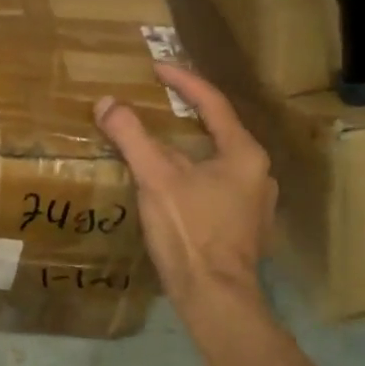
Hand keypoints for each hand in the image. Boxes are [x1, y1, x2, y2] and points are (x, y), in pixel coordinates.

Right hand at [94, 64, 276, 309]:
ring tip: (159, 138)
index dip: (183, 81)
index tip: (156, 67)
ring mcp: (255, 201)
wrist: (215, 298)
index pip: (212, 102)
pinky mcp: (244, 225)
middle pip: (218, 129)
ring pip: (217, 159)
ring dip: (189, 144)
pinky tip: (172, 180)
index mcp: (243, 154)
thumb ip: (131, 136)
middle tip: (157, 99)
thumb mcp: (155, 178)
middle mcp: (258, 172)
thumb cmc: (190, 231)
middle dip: (186, 112)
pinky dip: (193, 170)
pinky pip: (217, 182)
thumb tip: (106, 103)